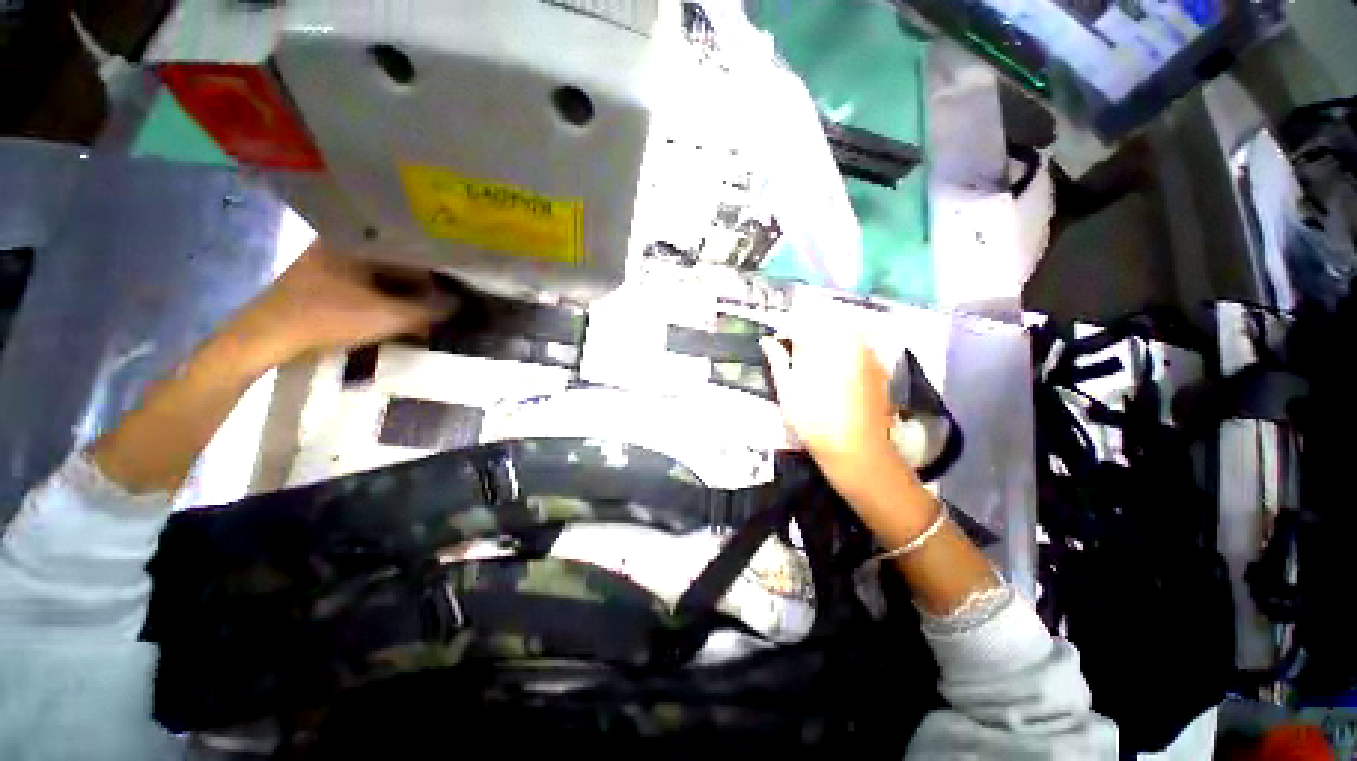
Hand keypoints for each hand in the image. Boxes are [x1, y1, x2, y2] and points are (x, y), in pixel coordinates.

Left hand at [228, 244, 455, 364]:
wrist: (267, 338)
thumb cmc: (327, 318)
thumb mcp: (388, 317)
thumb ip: (429, 311)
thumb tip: (460, 306)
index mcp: (356, 242)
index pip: (410, 250)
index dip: (436, 268)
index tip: (456, 285)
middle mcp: (341, 244)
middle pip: (396, 262)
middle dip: (421, 282)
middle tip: (444, 300)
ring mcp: (328, 262)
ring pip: (380, 274)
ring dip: (403, 291)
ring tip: (426, 308)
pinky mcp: (320, 281)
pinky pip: (365, 284)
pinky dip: (384, 296)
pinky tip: (398, 311)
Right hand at [761, 328, 900, 489]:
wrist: (856, 449)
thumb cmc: (813, 420)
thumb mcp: (786, 389)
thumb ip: (777, 359)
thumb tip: (766, 340)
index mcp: (821, 344)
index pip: (799, 324)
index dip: (784, 331)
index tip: (776, 343)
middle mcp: (848, 340)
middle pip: (822, 325)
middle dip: (806, 334)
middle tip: (794, 353)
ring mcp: (867, 353)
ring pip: (842, 333)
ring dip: (825, 341)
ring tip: (814, 362)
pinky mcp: (879, 366)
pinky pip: (859, 347)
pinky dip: (844, 352)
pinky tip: (837, 372)